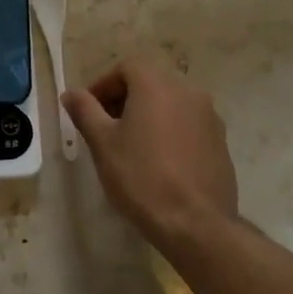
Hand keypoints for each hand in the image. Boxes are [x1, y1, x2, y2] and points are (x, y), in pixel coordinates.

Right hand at [62, 60, 239, 251]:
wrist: (196, 225)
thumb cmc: (142, 177)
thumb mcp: (103, 143)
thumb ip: (85, 111)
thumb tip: (71, 93)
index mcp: (157, 84)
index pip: (126, 68)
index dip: (104, 85)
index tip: (89, 111)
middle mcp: (187, 91)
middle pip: (149, 83)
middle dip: (125, 100)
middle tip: (106, 129)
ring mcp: (209, 117)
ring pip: (170, 104)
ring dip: (148, 116)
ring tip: (132, 147)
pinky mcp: (221, 143)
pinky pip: (188, 126)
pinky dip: (170, 132)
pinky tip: (160, 163)